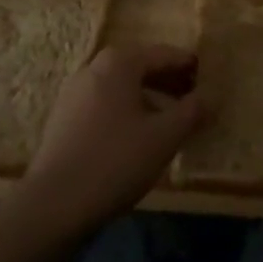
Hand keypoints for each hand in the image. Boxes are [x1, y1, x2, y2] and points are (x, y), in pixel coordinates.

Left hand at [12, 44, 199, 236]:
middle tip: (194, 100)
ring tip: (170, 123)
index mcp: (119, 61)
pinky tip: (138, 139)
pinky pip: (105, 105)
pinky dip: (127, 113)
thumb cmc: (114, 161)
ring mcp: (74, 93)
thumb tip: (211, 96)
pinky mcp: (63, 120)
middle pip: (141, 68)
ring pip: (122, 88)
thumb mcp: (164, 137)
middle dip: (169, 82)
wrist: (51, 207)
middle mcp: (94, 67)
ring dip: (149, 99)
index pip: (164, 54)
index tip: (209, 79)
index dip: (189, 66)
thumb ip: (192, 111)